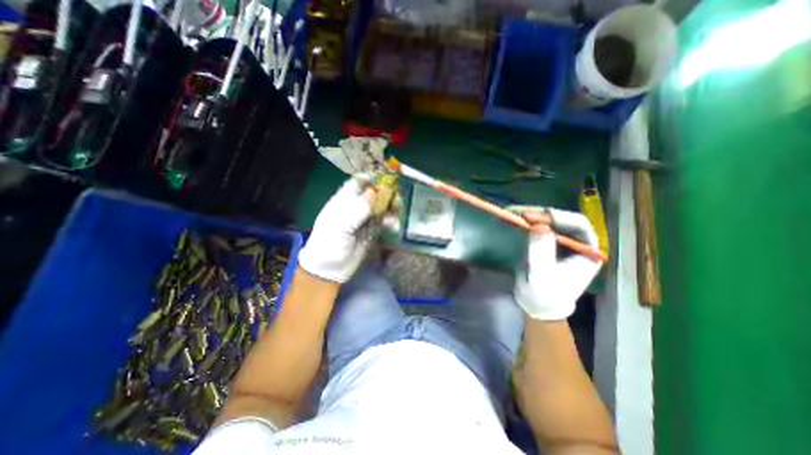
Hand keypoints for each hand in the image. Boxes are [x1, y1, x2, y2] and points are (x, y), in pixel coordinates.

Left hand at [298, 176, 397, 281]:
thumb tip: (374, 192)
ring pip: (381, 207)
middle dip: (386, 192)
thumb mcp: (340, 224)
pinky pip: (384, 221)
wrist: (330, 269)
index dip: (371, 178)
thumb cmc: (328, 243)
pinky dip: (390, 220)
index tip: (386, 176)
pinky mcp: (373, 231)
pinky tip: (393, 223)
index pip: (358, 183)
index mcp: (343, 200)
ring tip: (397, 207)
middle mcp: (356, 207)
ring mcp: (365, 219)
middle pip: (374, 194)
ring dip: (391, 206)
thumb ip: (358, 208)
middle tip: (396, 194)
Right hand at [512, 206, 601, 319]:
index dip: (557, 218)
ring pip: (549, 220)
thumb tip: (539, 226)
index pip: (578, 225)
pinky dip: (526, 220)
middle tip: (519, 214)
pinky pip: (538, 225)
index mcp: (587, 251)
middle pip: (562, 219)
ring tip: (513, 212)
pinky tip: (514, 217)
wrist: (536, 304)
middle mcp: (577, 242)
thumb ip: (541, 252)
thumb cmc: (544, 294)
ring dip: (531, 215)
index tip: (533, 218)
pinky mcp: (547, 240)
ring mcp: (562, 240)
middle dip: (540, 214)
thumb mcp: (541, 275)